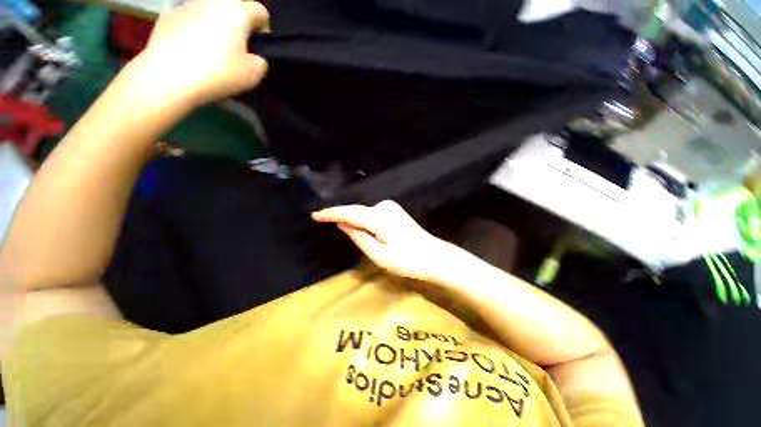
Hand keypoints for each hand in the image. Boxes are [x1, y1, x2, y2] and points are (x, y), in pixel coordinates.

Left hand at [131, 0, 269, 106]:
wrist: (168, 77)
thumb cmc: (217, 72)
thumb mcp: (253, 74)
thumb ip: (261, 61)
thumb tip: (254, 56)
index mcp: (236, 10)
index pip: (261, 12)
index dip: (264, 31)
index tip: (258, 49)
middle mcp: (212, 0)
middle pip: (234, 10)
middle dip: (238, 27)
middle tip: (236, 52)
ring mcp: (187, 5)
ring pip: (211, 13)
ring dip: (216, 27)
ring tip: (211, 52)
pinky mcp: (167, 15)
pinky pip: (190, 20)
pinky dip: (195, 31)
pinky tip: (192, 52)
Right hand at [312, 201, 455, 280]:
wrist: (433, 255)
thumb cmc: (407, 261)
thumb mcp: (379, 255)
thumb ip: (359, 237)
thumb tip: (343, 224)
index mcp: (380, 219)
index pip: (350, 213)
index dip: (331, 213)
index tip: (315, 215)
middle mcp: (384, 207)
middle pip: (356, 211)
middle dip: (340, 215)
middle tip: (321, 219)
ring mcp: (390, 207)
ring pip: (363, 212)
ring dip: (352, 218)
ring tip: (338, 224)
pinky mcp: (393, 210)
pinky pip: (371, 213)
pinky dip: (361, 219)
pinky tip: (358, 226)